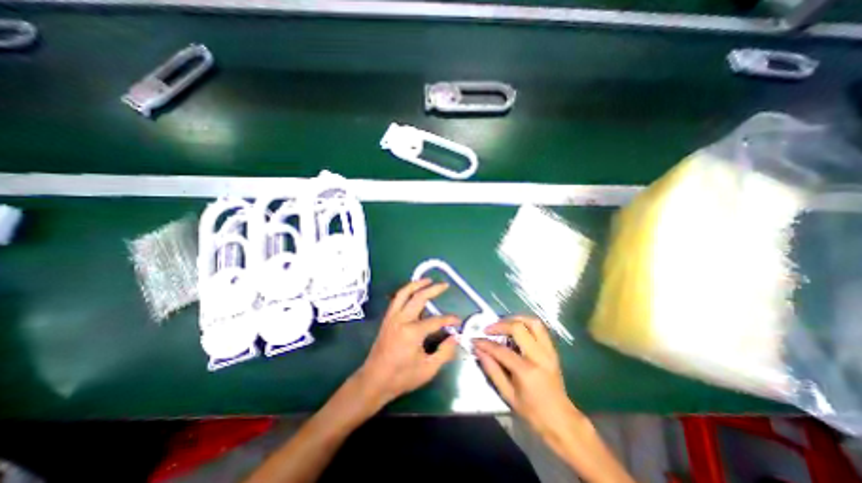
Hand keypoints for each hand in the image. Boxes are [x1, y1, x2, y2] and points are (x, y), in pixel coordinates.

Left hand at [354, 279, 460, 406]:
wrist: (374, 380)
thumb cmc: (401, 377)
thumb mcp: (428, 369)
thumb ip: (444, 352)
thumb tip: (455, 338)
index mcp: (412, 332)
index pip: (436, 321)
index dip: (449, 320)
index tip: (458, 321)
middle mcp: (401, 319)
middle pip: (419, 298)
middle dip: (433, 289)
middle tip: (444, 285)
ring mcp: (392, 317)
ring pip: (404, 293)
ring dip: (416, 284)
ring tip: (427, 280)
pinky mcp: (387, 319)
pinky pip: (397, 299)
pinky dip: (406, 292)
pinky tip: (413, 293)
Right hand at [470, 319, 585, 449]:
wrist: (561, 420)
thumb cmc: (532, 412)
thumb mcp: (508, 395)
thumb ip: (492, 370)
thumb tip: (479, 351)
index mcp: (527, 371)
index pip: (501, 350)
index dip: (485, 343)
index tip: (475, 340)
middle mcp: (539, 356)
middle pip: (518, 328)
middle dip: (500, 325)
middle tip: (488, 330)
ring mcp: (548, 351)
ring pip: (532, 322)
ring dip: (515, 319)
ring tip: (503, 324)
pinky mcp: (552, 349)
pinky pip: (540, 328)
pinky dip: (526, 324)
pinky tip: (516, 329)